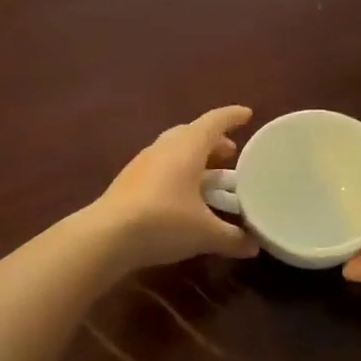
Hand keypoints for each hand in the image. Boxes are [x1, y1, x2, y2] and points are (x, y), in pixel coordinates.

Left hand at [90, 106, 259, 269]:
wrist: (107, 236)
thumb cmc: (164, 222)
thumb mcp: (205, 233)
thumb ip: (232, 238)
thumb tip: (254, 246)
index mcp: (187, 148)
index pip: (214, 122)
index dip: (232, 117)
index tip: (247, 115)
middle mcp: (164, 148)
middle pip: (191, 134)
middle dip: (213, 142)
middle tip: (230, 154)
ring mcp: (142, 163)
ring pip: (173, 150)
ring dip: (193, 158)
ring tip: (209, 176)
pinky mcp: (128, 181)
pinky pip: (160, 167)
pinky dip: (177, 173)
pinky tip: (182, 195)